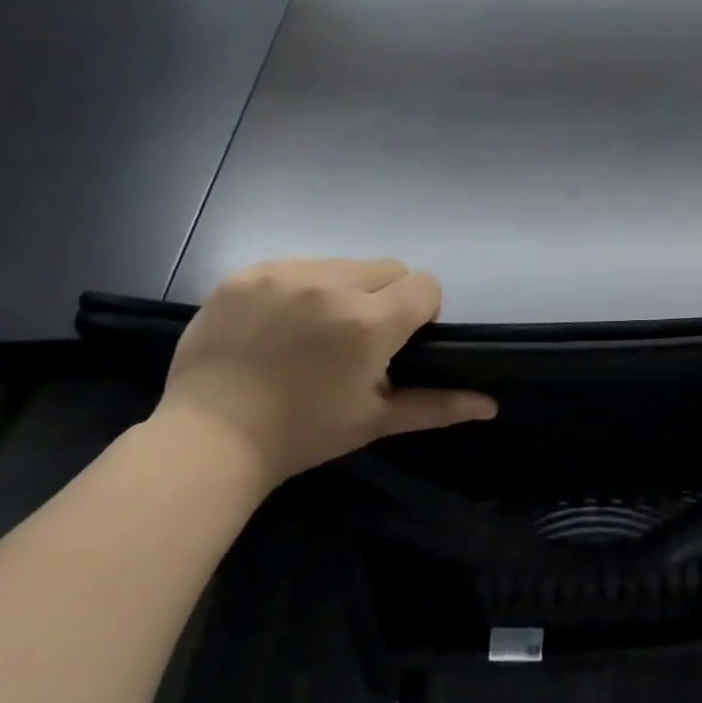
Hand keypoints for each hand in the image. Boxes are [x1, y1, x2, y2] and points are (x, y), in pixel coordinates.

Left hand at [153, 258, 495, 485]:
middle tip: (357, 338)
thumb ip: (439, 405)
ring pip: (341, 263)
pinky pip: (295, 266)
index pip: (426, 285)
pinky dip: (299, 288)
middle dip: (385, 297)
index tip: (399, 342)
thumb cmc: (304, 434)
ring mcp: (284, 274)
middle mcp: (332, 285)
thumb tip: (491, 405)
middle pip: (388, 267)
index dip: (422, 312)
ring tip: (314, 331)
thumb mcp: (376, 420)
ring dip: (343, 289)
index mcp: (370, 322)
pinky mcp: (246, 274)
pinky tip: (278, 325)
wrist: (210, 438)